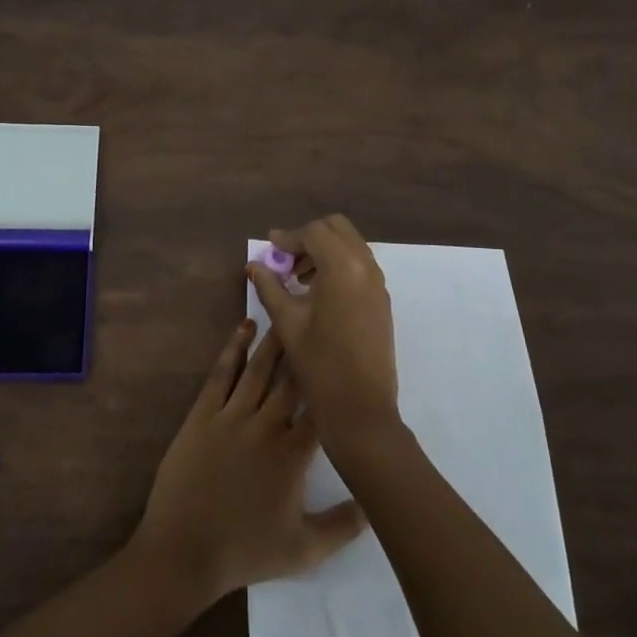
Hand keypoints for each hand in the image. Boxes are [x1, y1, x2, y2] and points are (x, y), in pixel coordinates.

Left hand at [131, 320, 365, 607]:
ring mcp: (231, 416)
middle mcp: (265, 426)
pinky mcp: (202, 414)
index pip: (320, 409)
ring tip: (287, 313)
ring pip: (259, 369)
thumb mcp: (305, 550)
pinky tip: (244, 327)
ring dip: (274, 340)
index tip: (345, 355)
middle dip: (306, 349)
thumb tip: (376, 502)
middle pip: (291, 380)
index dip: (333, 381)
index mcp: (293, 455)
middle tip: (318, 317)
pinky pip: (222, 374)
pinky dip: (233, 348)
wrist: (184, 551)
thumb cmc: (245, 551)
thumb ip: (344, 526)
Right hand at [248, 215, 400, 449]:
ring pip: (351, 245)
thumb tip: (255, 265)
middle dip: (310, 237)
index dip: (289, 237)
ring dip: (325, 250)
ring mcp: (378, 284)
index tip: (270, 248)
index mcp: (342, 267)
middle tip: (286, 259)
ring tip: (299, 277)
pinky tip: (318, 292)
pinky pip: (360, 266)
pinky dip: (339, 265)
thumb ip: (269, 286)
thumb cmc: (319, 363)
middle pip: (337, 229)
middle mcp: (365, 267)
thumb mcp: (287, 322)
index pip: (314, 232)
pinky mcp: (382, 300)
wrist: (360, 408)